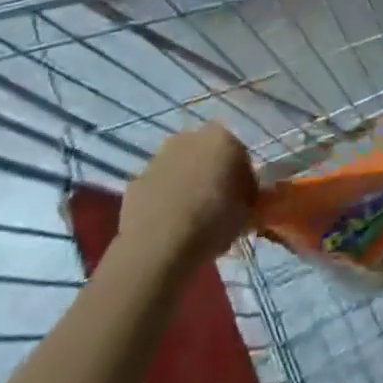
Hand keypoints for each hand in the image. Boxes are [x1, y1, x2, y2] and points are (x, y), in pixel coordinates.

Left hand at [119, 123, 257, 270]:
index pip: (240, 155)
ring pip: (180, 169)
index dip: (242, 179)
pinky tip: (167, 225)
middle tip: (216, 207)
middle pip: (207, 155)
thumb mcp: (246, 213)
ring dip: (186, 185)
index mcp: (222, 138)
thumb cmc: (212, 222)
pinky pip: (158, 187)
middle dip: (212, 175)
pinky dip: (163, 200)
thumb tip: (241, 197)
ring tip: (190, 219)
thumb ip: (246, 197)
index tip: (242, 202)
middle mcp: (189, 137)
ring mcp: (159, 157)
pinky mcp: (136, 179)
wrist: (158, 245)